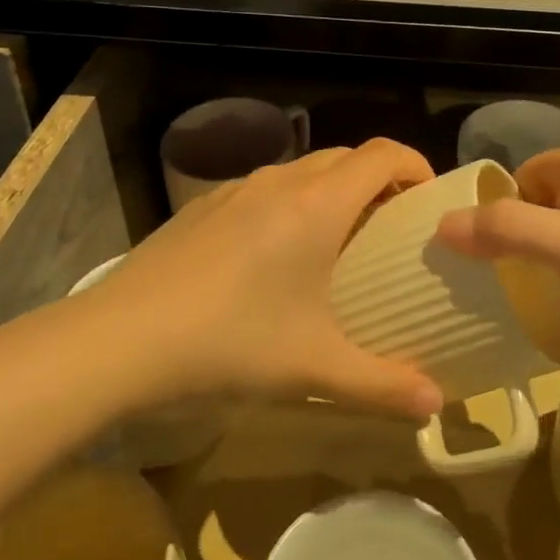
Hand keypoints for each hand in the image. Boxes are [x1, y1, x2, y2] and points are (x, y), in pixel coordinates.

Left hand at [72, 140, 446, 420]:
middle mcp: (280, 182)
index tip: (427, 200)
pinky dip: (289, 204)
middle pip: (345, 157)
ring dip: (331, 191)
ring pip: (301, 170)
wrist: (123, 337)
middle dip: (377, 181)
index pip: (383, 154)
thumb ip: (383, 385)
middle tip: (389, 229)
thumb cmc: (233, 340)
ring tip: (335, 244)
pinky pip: (263, 188)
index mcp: (318, 204)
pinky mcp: (203, 206)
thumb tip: (436, 404)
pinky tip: (270, 258)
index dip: (414, 165)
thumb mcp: (315, 367)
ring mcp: (236, 189)